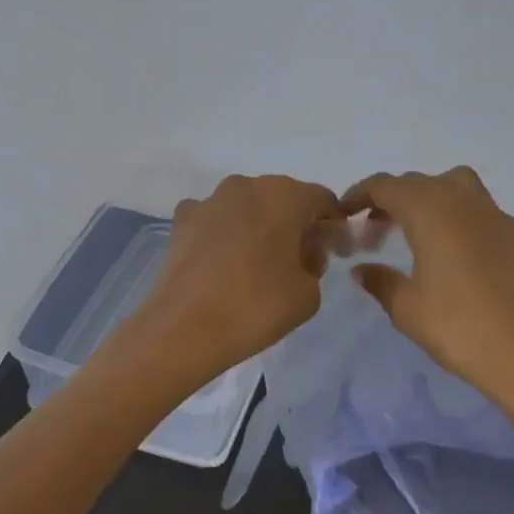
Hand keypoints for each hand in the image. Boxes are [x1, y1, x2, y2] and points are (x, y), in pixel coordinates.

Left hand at [135, 173, 341, 380]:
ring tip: (256, 266)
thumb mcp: (309, 294)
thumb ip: (316, 264)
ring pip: (247, 207)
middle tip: (298, 262)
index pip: (322, 200)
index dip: (332, 226)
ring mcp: (209, 200)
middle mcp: (246, 185)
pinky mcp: (181, 219)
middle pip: (283, 199)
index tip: (333, 254)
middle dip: (295, 224)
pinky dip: (224, 234)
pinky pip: (215, 220)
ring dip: (259, 226)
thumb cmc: (255, 307)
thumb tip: (303, 252)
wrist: (183, 328)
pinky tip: (222, 264)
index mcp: (284, 195)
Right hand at [339, 167, 513, 412]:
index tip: (342, 213)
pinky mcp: (510, 234)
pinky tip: (445, 247)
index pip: (385, 186)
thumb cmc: (457, 326)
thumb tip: (362, 269)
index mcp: (429, 209)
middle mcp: (460, 199)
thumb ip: (380, 281)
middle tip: (369, 229)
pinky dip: (451, 212)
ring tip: (409, 229)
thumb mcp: (406, 307)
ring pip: (450, 186)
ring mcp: (490, 214)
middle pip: (417, 183)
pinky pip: (472, 206)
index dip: (359, 194)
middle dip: (389, 199)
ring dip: (424, 198)